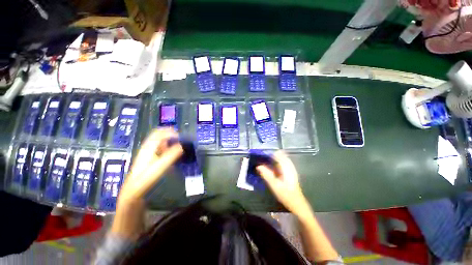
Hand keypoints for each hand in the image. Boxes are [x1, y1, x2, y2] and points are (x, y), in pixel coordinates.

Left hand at [118, 128, 182, 204]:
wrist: (133, 192)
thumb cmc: (145, 179)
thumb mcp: (159, 167)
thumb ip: (171, 156)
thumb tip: (182, 146)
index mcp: (149, 147)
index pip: (159, 133)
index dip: (171, 132)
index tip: (182, 138)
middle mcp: (148, 147)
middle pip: (160, 135)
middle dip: (171, 135)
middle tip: (182, 140)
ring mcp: (148, 153)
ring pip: (160, 142)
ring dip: (170, 141)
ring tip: (180, 146)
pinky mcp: (150, 158)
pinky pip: (161, 148)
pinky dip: (168, 147)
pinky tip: (173, 154)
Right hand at [257, 151, 311, 216]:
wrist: (297, 204)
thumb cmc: (286, 195)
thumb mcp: (274, 185)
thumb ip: (266, 175)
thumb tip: (258, 166)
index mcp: (286, 168)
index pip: (278, 155)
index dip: (270, 153)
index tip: (262, 154)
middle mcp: (289, 166)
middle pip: (280, 155)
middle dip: (271, 155)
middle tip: (262, 158)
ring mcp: (291, 169)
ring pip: (282, 159)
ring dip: (274, 158)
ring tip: (265, 161)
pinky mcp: (290, 172)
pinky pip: (283, 163)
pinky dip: (277, 163)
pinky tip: (272, 167)